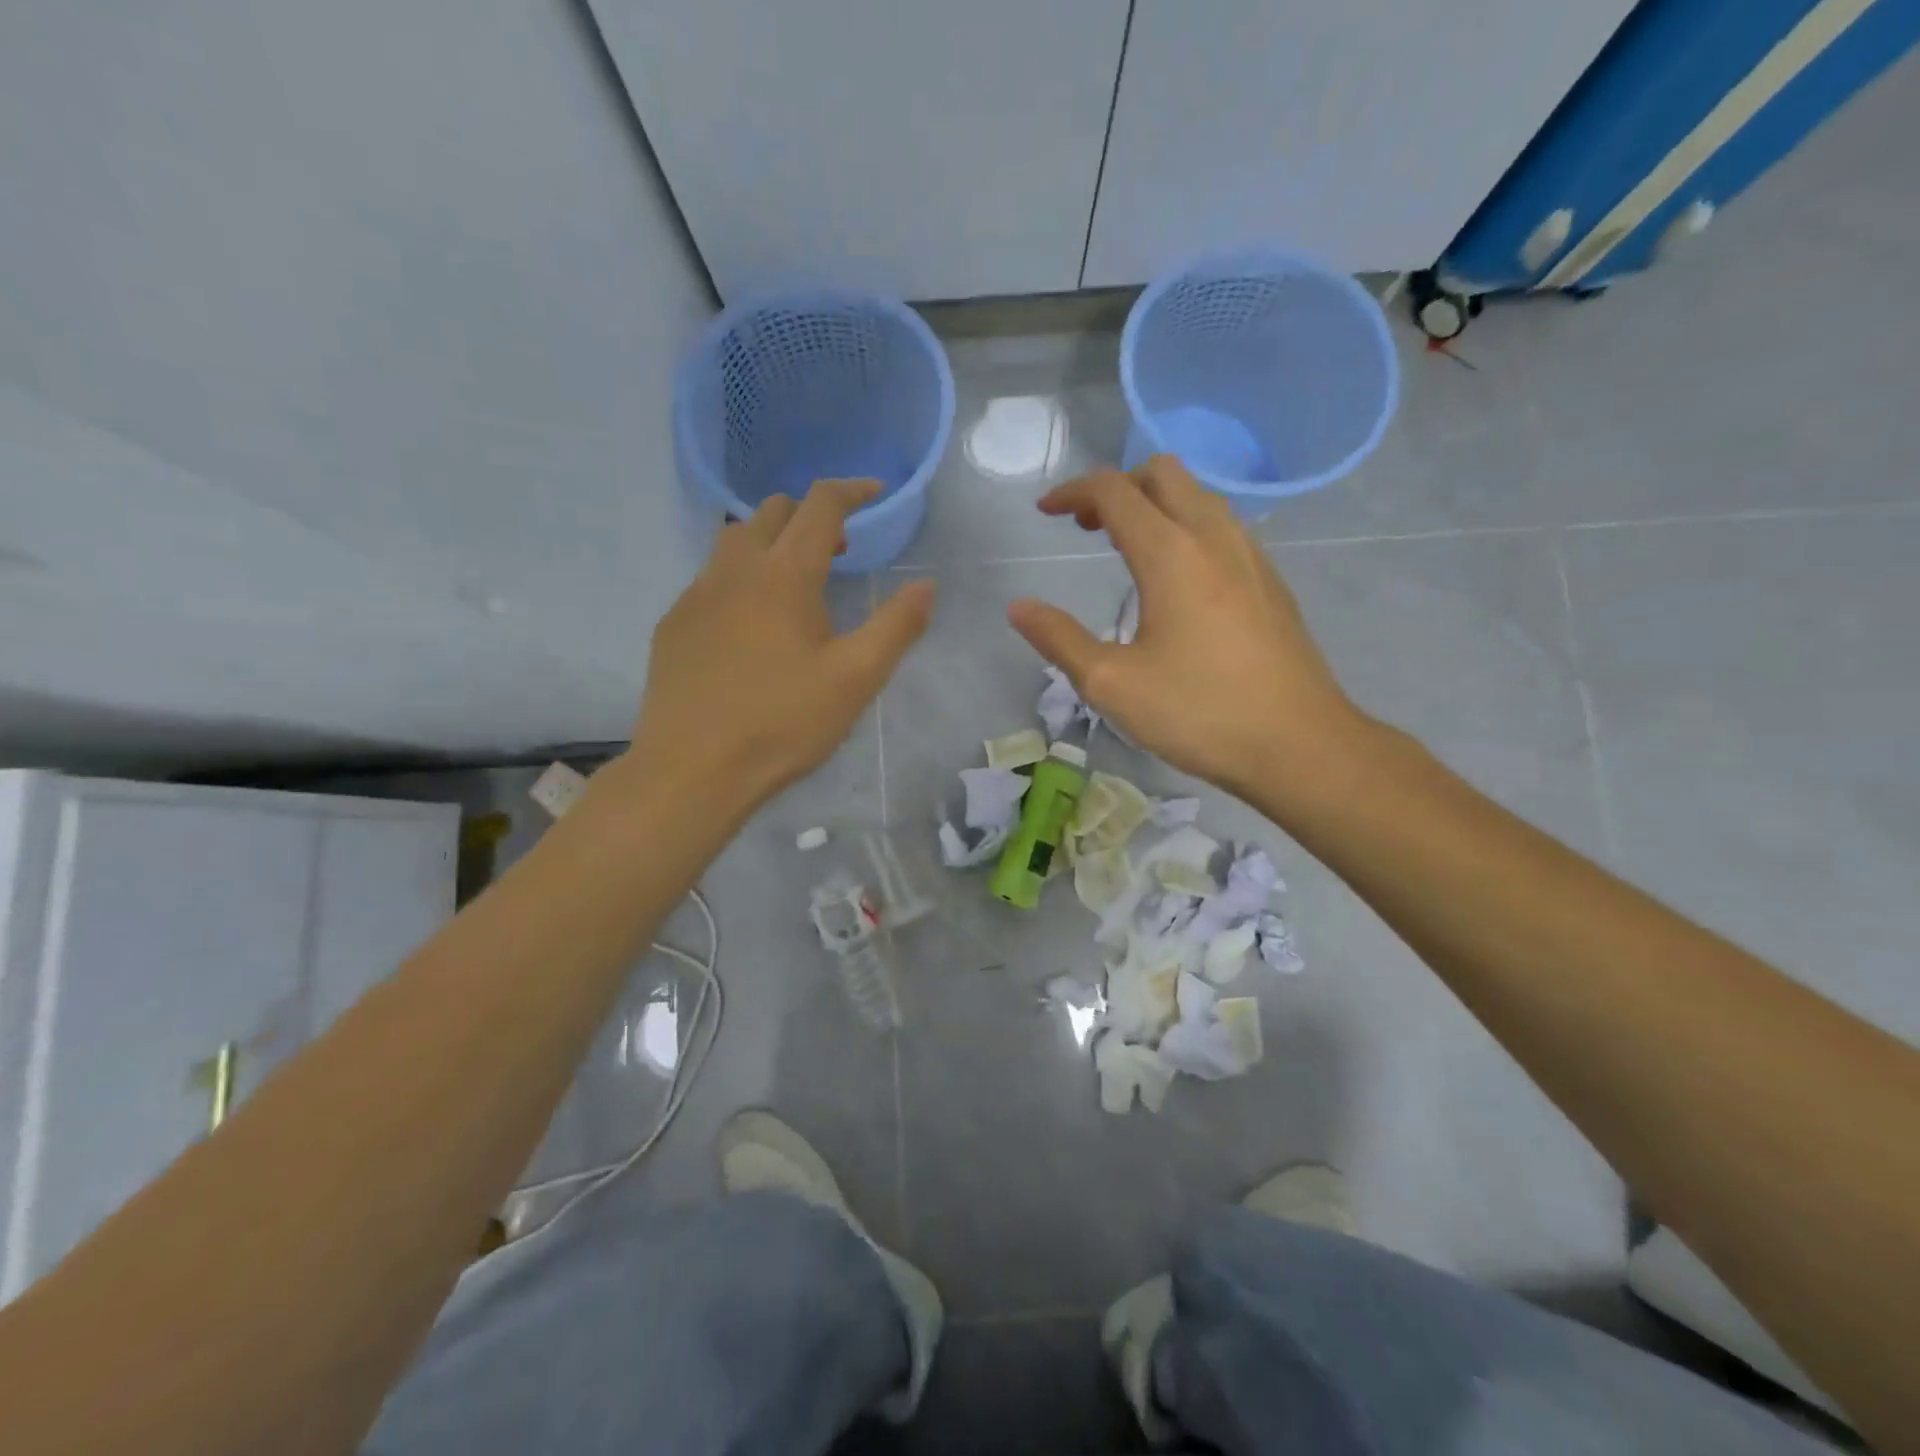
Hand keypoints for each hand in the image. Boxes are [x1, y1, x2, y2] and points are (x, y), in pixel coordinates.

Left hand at [631, 479, 934, 808]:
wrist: (692, 769)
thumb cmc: (782, 723)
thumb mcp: (855, 679)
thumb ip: (896, 627)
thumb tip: (927, 586)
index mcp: (785, 574)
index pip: (820, 506)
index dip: (851, 491)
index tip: (873, 492)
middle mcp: (735, 570)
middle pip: (771, 512)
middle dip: (809, 515)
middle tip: (838, 549)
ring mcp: (696, 595)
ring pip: (734, 541)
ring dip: (770, 542)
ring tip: (794, 582)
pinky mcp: (673, 625)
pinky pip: (710, 580)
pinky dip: (740, 579)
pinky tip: (750, 626)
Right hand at [1007, 457, 1369, 801]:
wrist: (1299, 744)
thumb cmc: (1199, 713)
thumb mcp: (1112, 685)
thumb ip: (1059, 639)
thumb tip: (1019, 608)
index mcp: (1172, 554)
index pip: (1115, 491)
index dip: (1073, 492)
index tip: (1045, 512)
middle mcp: (1215, 537)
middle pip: (1163, 473)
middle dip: (1117, 487)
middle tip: (1088, 527)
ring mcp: (1251, 556)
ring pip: (1198, 496)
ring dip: (1155, 504)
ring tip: (1126, 547)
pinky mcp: (1271, 581)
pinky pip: (1222, 526)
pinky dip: (1186, 527)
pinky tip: (1176, 578)